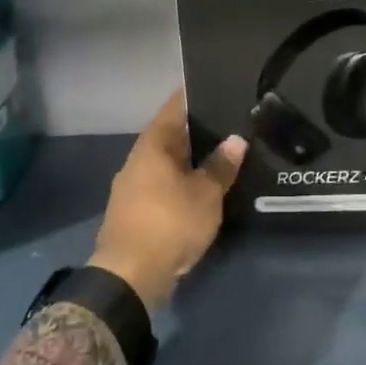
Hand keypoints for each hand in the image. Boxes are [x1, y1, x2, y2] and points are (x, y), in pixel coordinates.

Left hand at [90, 90, 246, 309]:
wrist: (129, 277)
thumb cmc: (169, 224)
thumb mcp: (205, 195)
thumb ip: (221, 166)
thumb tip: (235, 139)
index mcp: (152, 145)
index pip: (175, 107)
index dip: (195, 96)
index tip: (218, 87)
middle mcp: (138, 159)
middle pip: (171, 135)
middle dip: (198, 131)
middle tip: (230, 124)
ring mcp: (132, 186)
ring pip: (167, 162)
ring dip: (190, 160)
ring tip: (222, 155)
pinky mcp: (134, 211)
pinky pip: (162, 185)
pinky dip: (181, 182)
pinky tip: (202, 188)